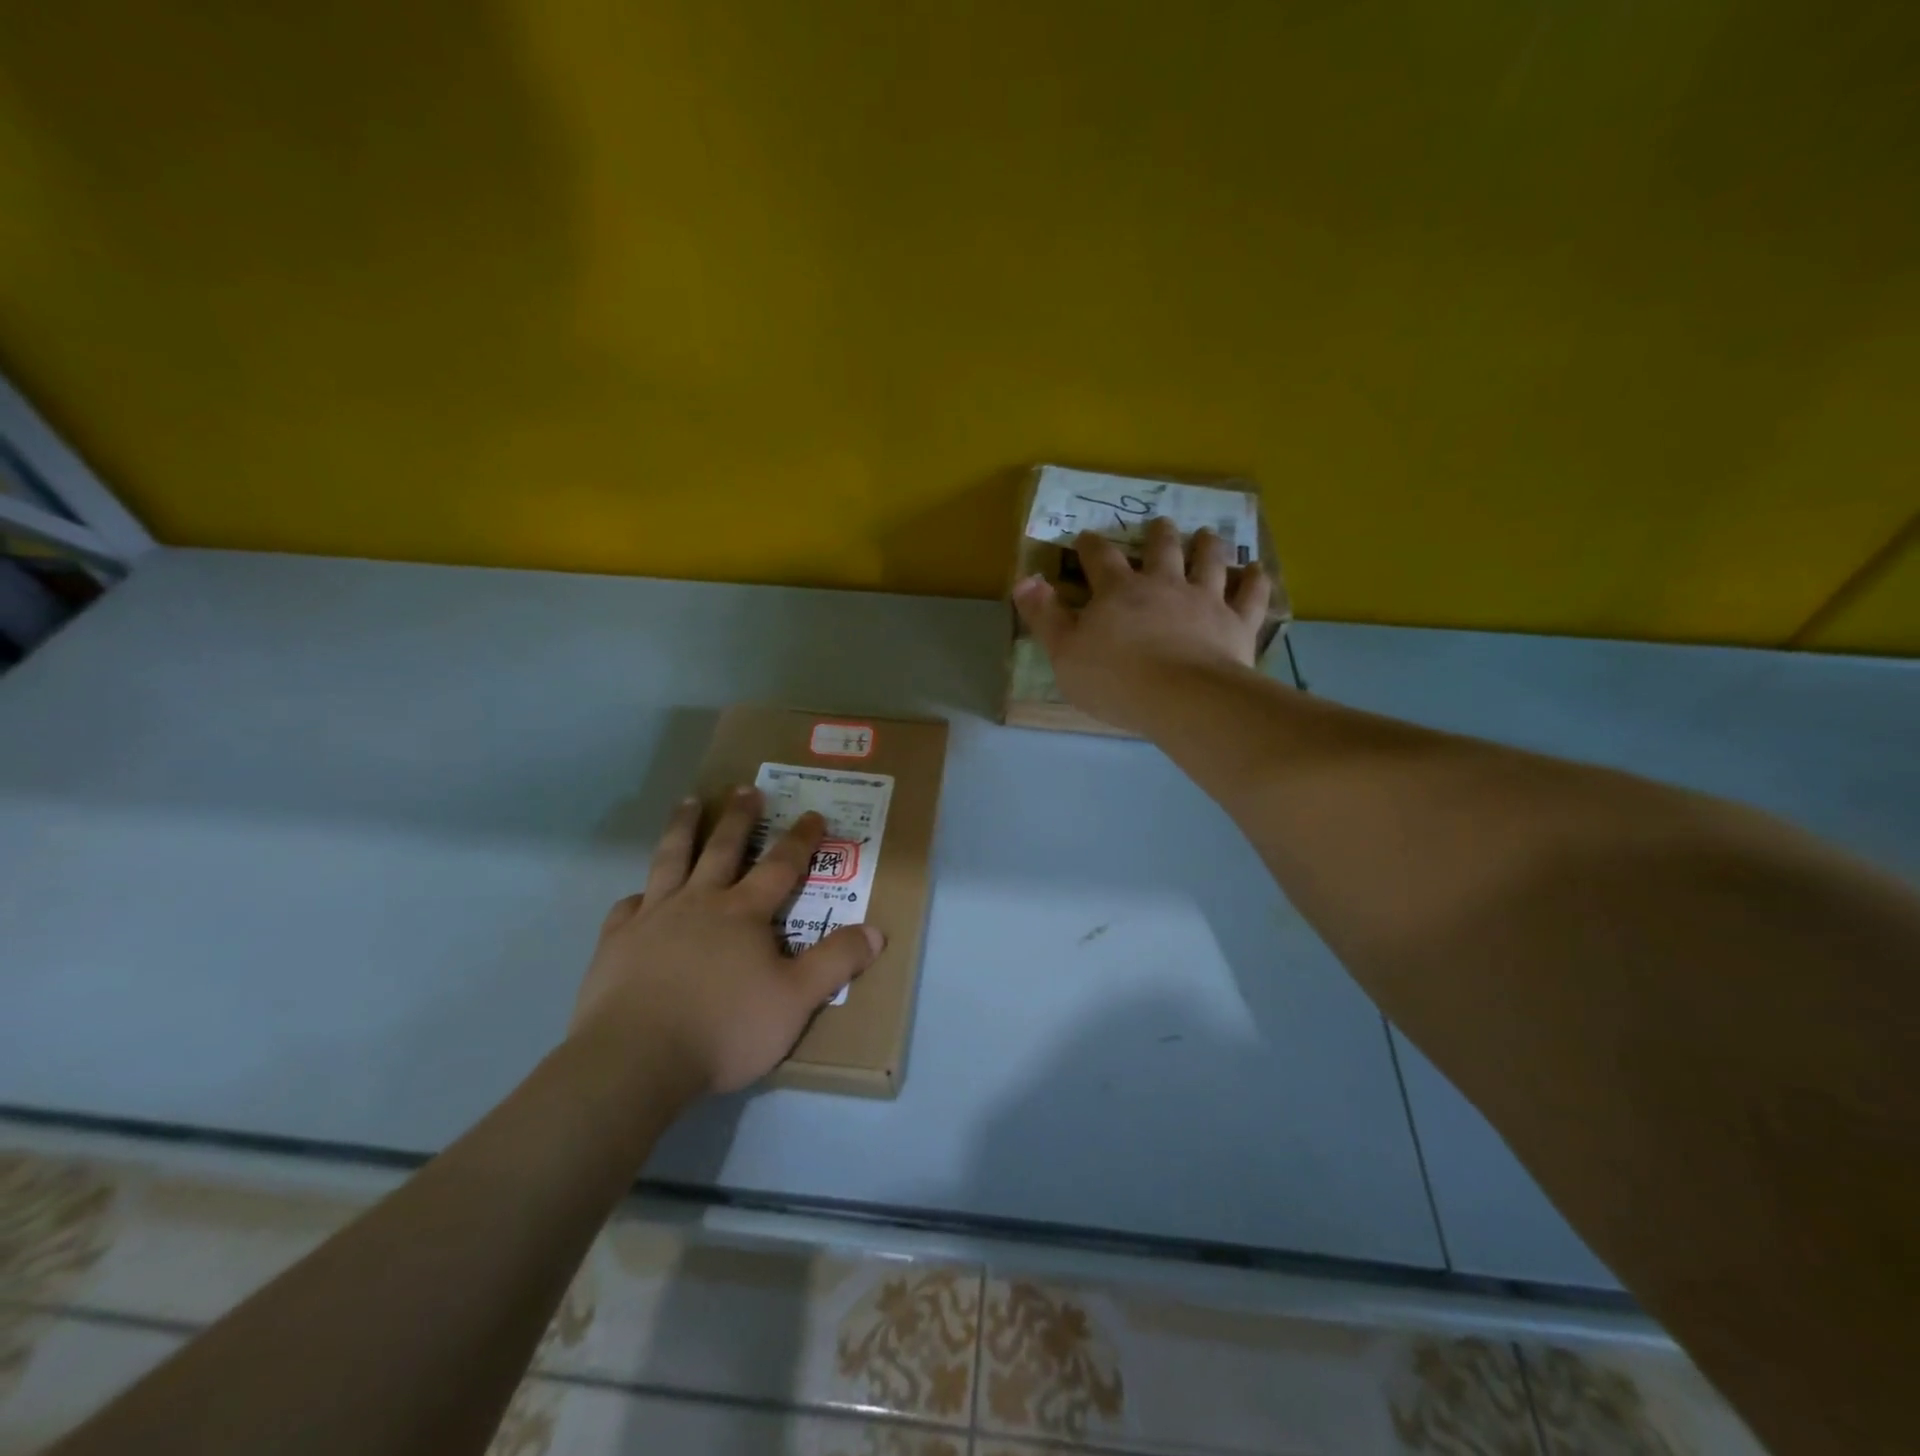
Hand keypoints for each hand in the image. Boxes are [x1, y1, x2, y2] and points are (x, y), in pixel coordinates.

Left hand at [569, 787, 883, 1096]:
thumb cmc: (725, 1028)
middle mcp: (700, 902)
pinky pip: (628, 906)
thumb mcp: (797, 1000)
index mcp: (744, 912)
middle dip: (740, 817)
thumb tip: (876, 930)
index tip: (813, 813)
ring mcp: (654, 918)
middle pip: (723, 848)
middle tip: (746, 788)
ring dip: (683, 828)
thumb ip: (836, 962)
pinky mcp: (617, 942)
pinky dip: (638, 895)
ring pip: (671, 859)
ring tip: (689, 802)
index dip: (801, 839)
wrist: (637, 1059)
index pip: (781, 866)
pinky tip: (638, 895)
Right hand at [1013, 517, 1270, 732]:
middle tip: (1160, 524)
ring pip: (1209, 561)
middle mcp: (1163, 584)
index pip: (1099, 558)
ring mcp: (1204, 600)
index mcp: (1119, 591)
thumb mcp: (1063, 652)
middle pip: (1162, 549)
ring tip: (1208, 535)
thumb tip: (1023, 579)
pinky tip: (1258, 570)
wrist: (1181, 697)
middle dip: (1158, 535)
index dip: (1090, 546)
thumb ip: (1044, 615)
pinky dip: (1255, 581)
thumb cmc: (1114, 678)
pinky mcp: (1236, 623)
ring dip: (1208, 545)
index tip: (1085, 537)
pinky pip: (1250, 595)